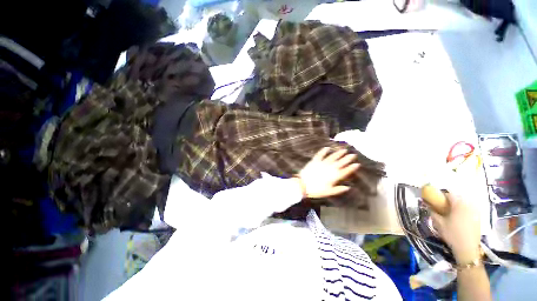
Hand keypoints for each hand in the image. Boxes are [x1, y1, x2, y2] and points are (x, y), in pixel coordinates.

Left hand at [295, 147, 359, 198]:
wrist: (303, 185)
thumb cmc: (316, 190)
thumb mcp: (329, 192)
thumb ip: (339, 189)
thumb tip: (348, 187)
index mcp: (334, 176)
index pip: (345, 171)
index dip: (351, 168)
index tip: (357, 164)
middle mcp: (330, 168)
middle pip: (340, 162)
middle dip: (347, 158)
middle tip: (353, 154)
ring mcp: (322, 163)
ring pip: (332, 157)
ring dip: (338, 153)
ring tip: (344, 150)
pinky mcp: (315, 161)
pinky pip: (320, 154)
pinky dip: (323, 151)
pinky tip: (327, 147)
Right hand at [431, 193, 481, 263]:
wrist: (467, 248)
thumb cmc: (452, 234)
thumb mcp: (438, 223)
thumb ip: (432, 211)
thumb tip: (427, 204)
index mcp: (458, 204)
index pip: (449, 194)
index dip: (441, 196)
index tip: (435, 201)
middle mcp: (468, 205)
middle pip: (458, 198)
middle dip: (449, 201)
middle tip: (442, 208)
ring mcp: (475, 211)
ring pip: (464, 203)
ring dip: (457, 205)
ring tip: (451, 213)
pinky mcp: (478, 218)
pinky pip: (469, 209)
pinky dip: (463, 211)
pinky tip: (459, 219)